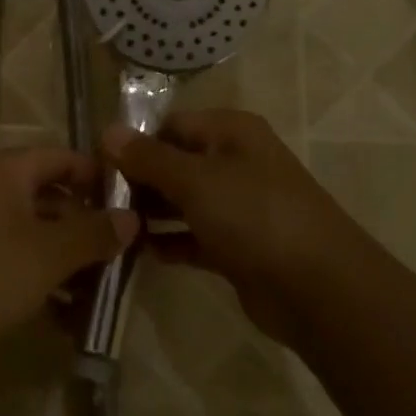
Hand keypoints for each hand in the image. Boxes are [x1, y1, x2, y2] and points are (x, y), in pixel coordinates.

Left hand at [0, 147, 137, 353]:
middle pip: (54, 198)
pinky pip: (20, 264)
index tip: (138, 207)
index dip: (101, 179)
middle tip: (128, 256)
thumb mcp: (50, 252)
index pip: (66, 158)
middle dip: (90, 228)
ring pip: (39, 236)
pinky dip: (45, 284)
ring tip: (106, 293)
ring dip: (71, 262)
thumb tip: (131, 218)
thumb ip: (94, 233)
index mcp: (9, 170)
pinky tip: (71, 319)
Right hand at [103, 110, 361, 341]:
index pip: (171, 125)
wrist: (319, 290)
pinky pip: (193, 236)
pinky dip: (169, 242)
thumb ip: (148, 157)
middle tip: (97, 200)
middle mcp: (235, 162)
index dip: (134, 141)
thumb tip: (107, 131)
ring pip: (182, 201)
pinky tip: (140, 253)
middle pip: (174, 162)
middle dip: (138, 179)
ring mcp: (238, 206)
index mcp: (231, 132)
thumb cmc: (255, 216)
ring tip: (111, 226)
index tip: (96, 164)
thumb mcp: (195, 180)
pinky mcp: (237, 247)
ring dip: (150, 212)